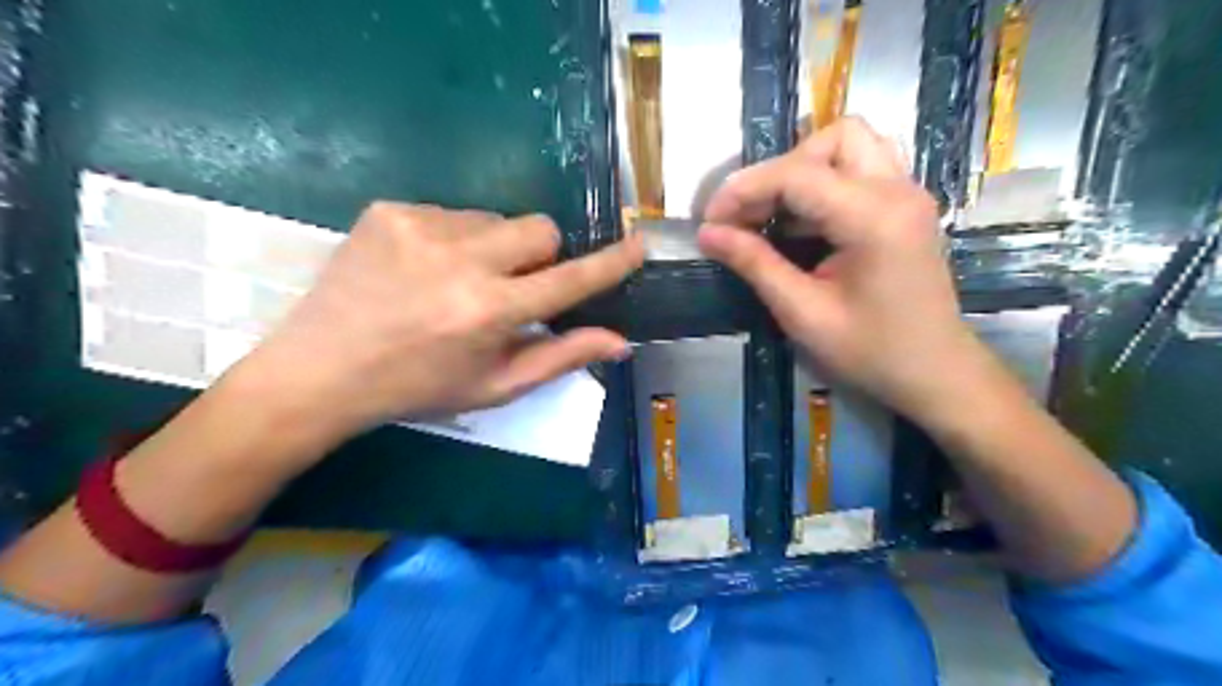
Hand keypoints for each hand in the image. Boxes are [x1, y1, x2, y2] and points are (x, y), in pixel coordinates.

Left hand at [233, 202, 641, 450]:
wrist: (320, 371)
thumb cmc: (418, 388)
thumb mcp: (495, 385)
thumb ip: (560, 357)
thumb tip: (620, 341)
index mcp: (489, 311)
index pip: (569, 279)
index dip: (610, 262)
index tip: (638, 244)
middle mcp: (461, 262)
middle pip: (540, 228)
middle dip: (541, 256)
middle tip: (514, 286)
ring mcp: (421, 228)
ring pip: (495, 220)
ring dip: (493, 249)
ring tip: (456, 283)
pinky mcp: (390, 211)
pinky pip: (452, 214)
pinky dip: (453, 240)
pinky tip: (422, 270)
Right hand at [696, 121, 990, 425]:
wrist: (934, 374)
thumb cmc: (870, 352)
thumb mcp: (802, 313)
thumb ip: (755, 264)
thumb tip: (707, 233)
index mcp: (873, 217)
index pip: (797, 174)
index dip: (743, 189)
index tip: (710, 221)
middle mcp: (897, 190)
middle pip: (832, 138)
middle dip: (779, 171)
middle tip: (748, 216)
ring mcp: (907, 194)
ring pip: (850, 144)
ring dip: (804, 169)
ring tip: (772, 214)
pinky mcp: (905, 207)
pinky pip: (860, 169)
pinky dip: (822, 184)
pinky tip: (800, 225)